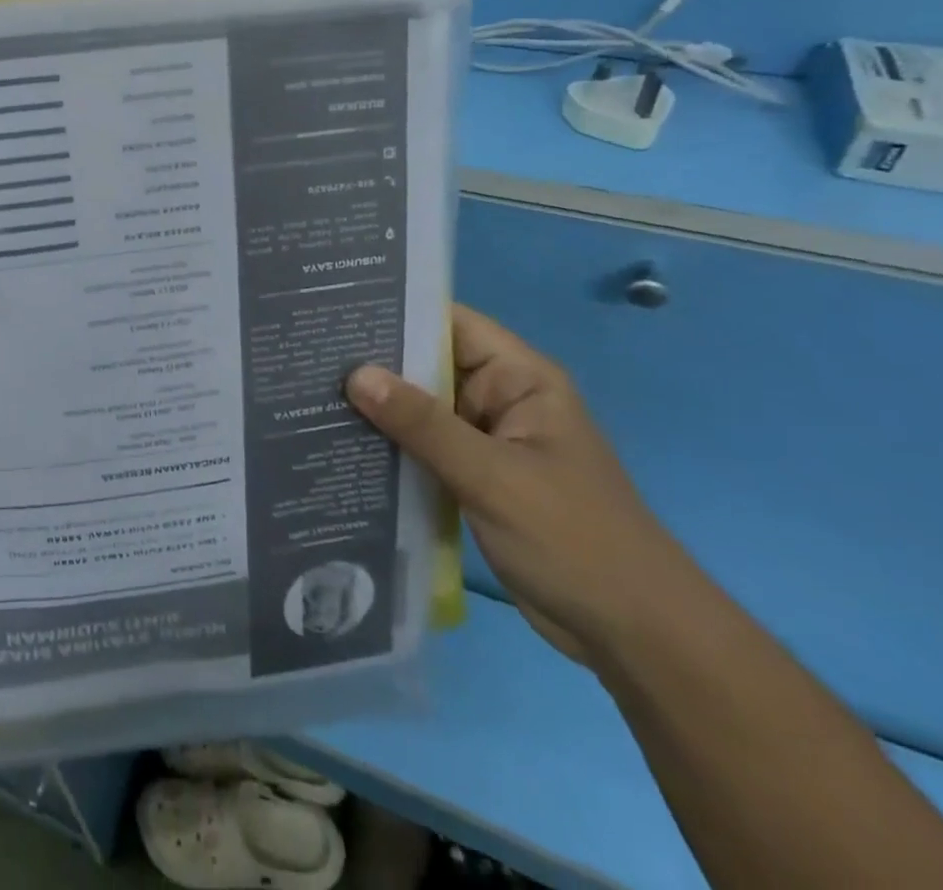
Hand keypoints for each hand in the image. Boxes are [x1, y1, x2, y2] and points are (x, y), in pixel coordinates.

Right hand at [346, 305, 685, 666]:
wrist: (634, 636)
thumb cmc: (574, 540)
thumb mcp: (493, 476)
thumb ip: (423, 424)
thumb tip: (355, 374)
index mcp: (520, 379)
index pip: (450, 323)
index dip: (398, 311)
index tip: (338, 308)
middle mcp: (501, 399)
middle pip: (429, 365)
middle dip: (376, 362)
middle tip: (308, 352)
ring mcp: (487, 441)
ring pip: (422, 409)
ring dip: (378, 407)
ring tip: (311, 392)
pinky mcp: (476, 479)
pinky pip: (425, 448)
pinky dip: (391, 446)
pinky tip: (342, 443)